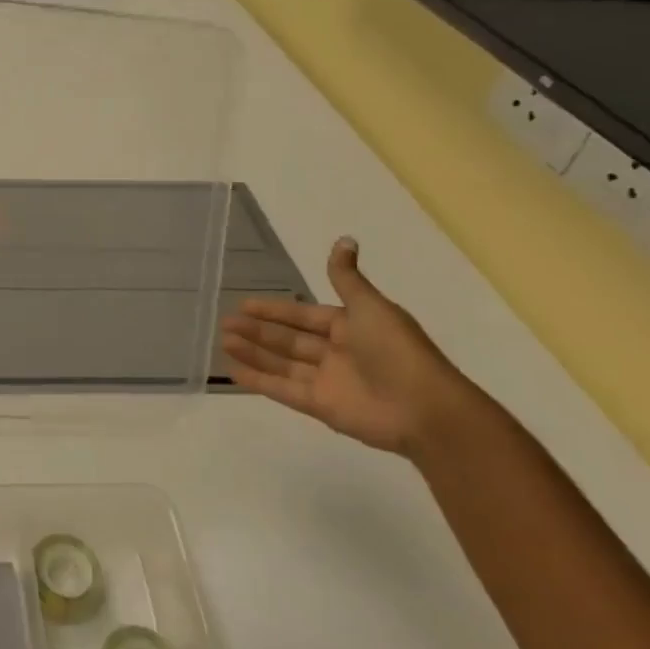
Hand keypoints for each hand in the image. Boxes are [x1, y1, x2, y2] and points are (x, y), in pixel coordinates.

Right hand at [219, 237, 471, 454]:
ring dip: (253, 353)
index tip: (244, 303)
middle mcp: (336, 353)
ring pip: (282, 364)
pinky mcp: (321, 407)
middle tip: (225, 322)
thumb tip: (344, 239)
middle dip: (258, 331)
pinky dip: (259, 382)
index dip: (275, 310)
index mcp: (350, 328)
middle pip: (288, 340)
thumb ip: (347, 278)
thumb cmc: (397, 351)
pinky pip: (284, 390)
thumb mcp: (370, 307)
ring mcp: (328, 382)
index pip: (303, 316)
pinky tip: (233, 372)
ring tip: (224, 341)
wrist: (425, 409)